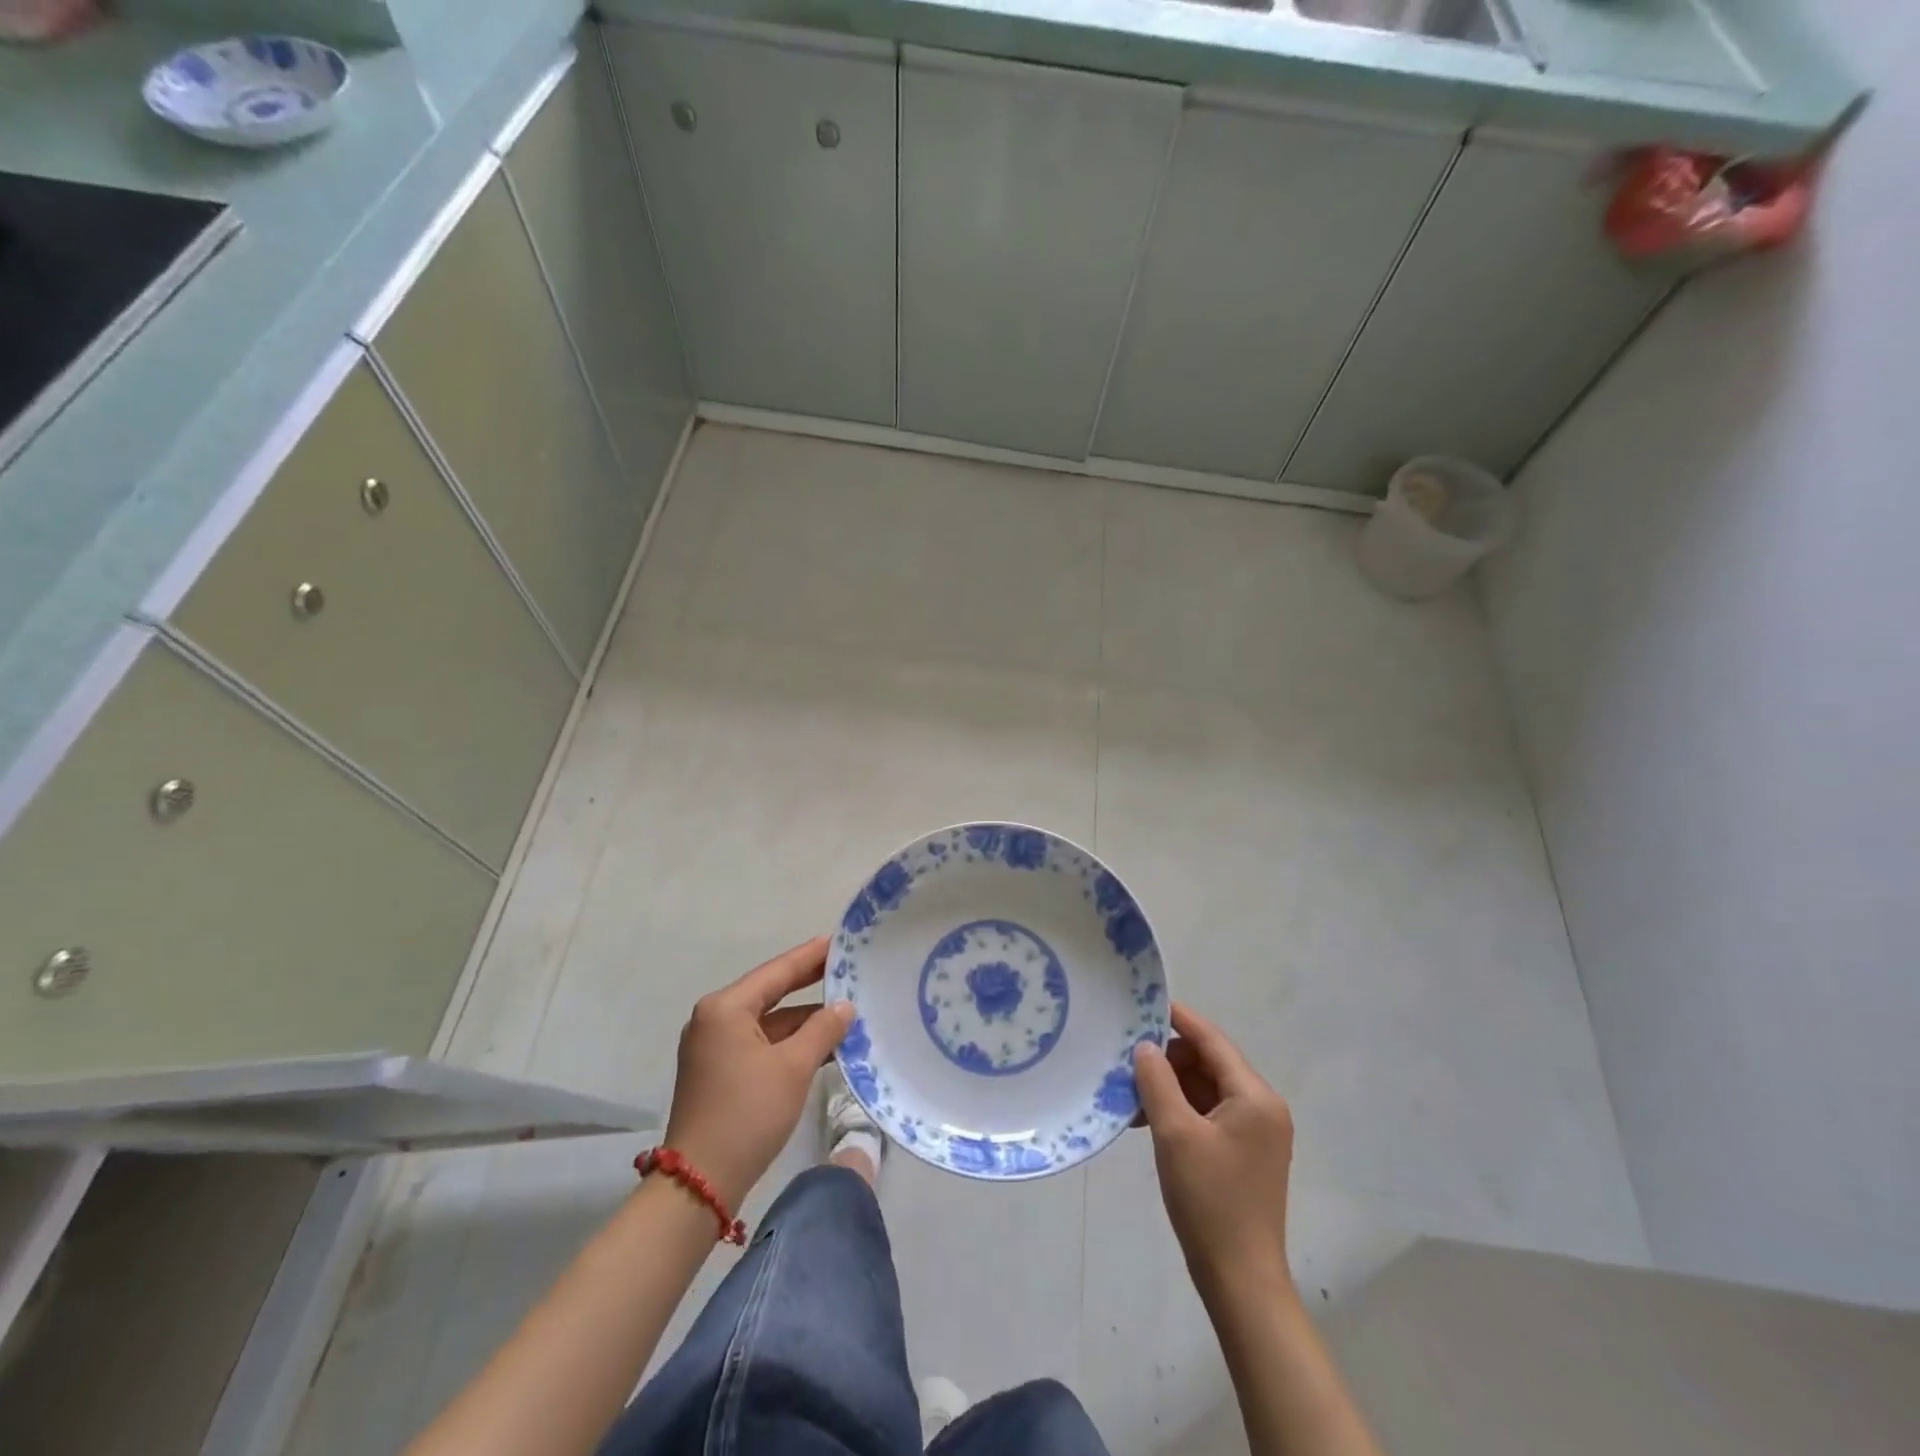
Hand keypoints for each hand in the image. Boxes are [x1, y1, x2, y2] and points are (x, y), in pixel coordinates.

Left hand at [662, 936, 852, 1209]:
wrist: (700, 1183)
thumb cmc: (747, 1114)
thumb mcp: (793, 1068)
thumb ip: (822, 1030)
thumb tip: (844, 1007)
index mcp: (726, 1008)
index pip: (777, 971)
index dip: (811, 956)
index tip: (839, 940)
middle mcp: (714, 1019)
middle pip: (771, 992)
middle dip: (809, 984)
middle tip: (846, 968)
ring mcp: (714, 1047)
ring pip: (768, 1021)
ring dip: (804, 1020)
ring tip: (846, 1011)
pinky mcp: (719, 1072)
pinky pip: (761, 1043)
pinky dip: (790, 1043)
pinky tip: (823, 1045)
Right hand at [1133, 1004, 1294, 1299]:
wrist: (1240, 1280)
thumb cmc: (1209, 1199)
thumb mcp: (1175, 1133)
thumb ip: (1157, 1080)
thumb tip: (1144, 1047)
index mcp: (1255, 1096)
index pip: (1212, 1040)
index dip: (1179, 1019)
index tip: (1144, 1004)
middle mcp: (1263, 1107)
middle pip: (1210, 1063)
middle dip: (1168, 1059)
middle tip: (1128, 1063)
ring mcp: (1256, 1132)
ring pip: (1206, 1089)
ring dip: (1171, 1087)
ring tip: (1131, 1095)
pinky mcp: (1245, 1154)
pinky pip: (1209, 1114)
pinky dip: (1181, 1110)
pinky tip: (1148, 1120)